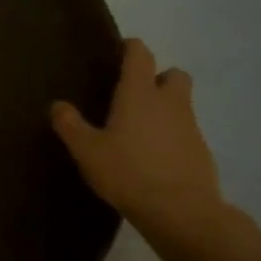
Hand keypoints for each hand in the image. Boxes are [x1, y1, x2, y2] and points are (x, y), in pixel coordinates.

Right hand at [51, 39, 223, 231]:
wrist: (181, 212)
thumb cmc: (128, 172)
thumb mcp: (87, 150)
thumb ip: (70, 125)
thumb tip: (57, 105)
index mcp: (139, 93)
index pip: (140, 54)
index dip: (131, 48)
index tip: (119, 53)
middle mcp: (169, 102)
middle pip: (174, 74)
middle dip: (159, 78)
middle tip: (136, 95)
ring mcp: (191, 127)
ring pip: (182, 105)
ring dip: (166, 110)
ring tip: (141, 132)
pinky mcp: (202, 153)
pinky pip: (187, 134)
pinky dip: (174, 138)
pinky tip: (156, 159)